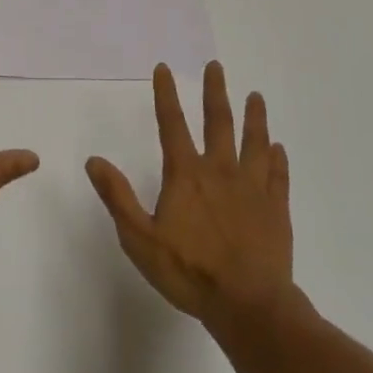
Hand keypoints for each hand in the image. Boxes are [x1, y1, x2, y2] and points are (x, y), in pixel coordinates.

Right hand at [86, 62, 293, 323]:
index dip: (166, 94)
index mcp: (186, 175)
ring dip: (254, 117)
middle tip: (216, 66)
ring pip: (254, 142)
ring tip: (255, 96)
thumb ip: (117, 197)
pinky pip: (277, 176)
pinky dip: (278, 159)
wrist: (248, 305)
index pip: (172, 124)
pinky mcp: (275, 209)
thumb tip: (94, 160)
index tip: (165, 68)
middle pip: (218, 122)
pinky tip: (278, 148)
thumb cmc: (189, 272)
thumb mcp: (140, 239)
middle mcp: (220, 171)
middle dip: (215, 92)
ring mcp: (252, 188)